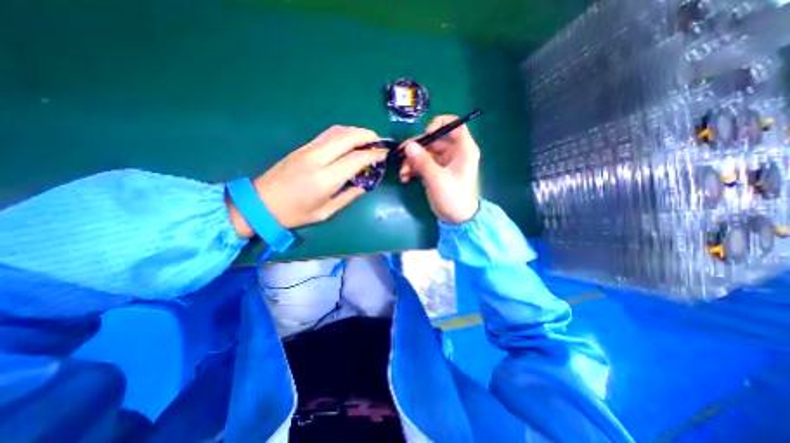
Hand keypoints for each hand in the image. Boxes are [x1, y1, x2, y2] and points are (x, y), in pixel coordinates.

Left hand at [228, 125, 387, 237]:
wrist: (259, 204)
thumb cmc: (294, 214)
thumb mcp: (325, 212)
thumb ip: (348, 197)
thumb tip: (364, 186)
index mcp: (325, 179)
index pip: (356, 159)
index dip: (373, 155)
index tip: (384, 155)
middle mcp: (317, 159)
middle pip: (347, 137)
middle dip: (367, 136)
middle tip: (378, 142)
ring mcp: (307, 150)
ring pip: (336, 131)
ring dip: (355, 131)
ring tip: (367, 139)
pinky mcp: (302, 147)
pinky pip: (326, 134)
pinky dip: (342, 133)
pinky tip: (349, 140)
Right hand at [402, 115, 481, 223]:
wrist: (457, 219)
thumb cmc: (453, 197)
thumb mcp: (437, 178)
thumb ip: (422, 161)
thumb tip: (408, 145)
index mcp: (463, 149)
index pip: (454, 125)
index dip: (439, 124)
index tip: (425, 134)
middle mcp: (454, 153)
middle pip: (434, 140)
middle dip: (416, 148)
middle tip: (401, 155)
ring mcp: (443, 163)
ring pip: (425, 153)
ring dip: (411, 161)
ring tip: (403, 173)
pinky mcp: (435, 173)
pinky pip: (422, 164)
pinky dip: (413, 169)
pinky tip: (405, 178)